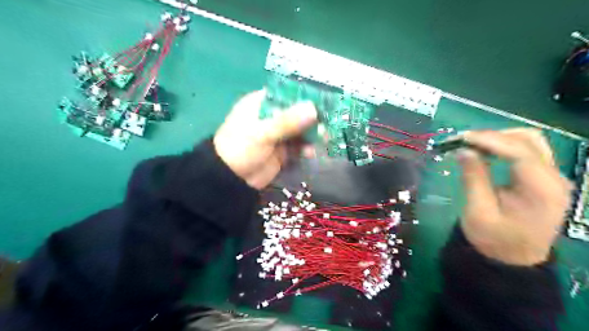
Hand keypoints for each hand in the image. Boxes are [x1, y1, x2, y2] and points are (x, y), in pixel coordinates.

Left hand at [215, 89, 316, 189]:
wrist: (231, 180)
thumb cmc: (241, 149)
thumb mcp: (262, 133)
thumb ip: (287, 121)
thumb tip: (313, 108)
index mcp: (261, 104)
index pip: (286, 94)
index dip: (304, 96)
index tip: (323, 101)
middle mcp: (271, 116)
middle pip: (296, 112)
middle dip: (312, 118)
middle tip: (326, 123)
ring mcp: (278, 134)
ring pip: (300, 129)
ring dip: (311, 134)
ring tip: (321, 139)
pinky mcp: (282, 149)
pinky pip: (299, 145)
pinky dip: (306, 148)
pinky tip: (309, 153)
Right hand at [457, 128, 572, 264]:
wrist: (513, 259)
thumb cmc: (494, 240)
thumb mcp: (478, 212)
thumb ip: (473, 178)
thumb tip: (463, 150)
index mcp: (541, 190)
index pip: (519, 152)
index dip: (489, 140)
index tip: (460, 138)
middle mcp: (554, 178)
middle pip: (528, 139)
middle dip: (492, 136)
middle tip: (462, 141)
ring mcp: (551, 176)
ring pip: (528, 141)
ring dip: (497, 138)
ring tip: (471, 145)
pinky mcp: (543, 177)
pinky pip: (525, 150)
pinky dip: (502, 146)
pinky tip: (484, 151)